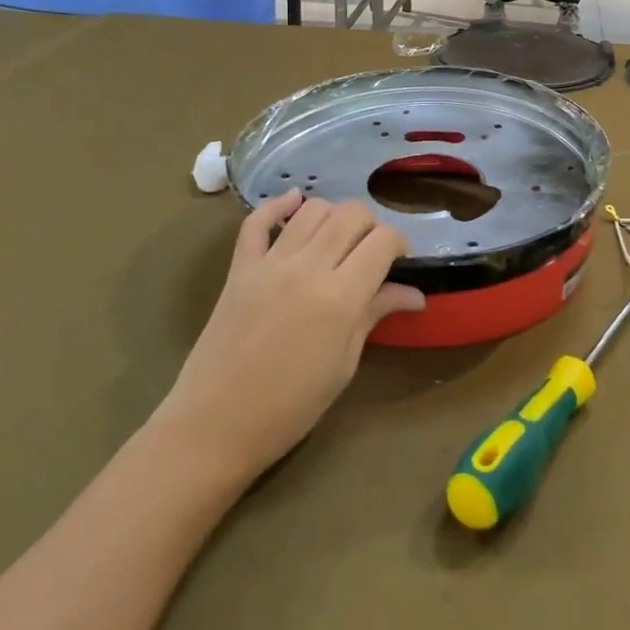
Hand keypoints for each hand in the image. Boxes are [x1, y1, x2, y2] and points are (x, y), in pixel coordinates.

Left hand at [151, 190, 422, 481]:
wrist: (214, 426)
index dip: (399, 244)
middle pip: (352, 215)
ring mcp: (270, 263)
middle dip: (372, 226)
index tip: (400, 262)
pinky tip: (294, 203)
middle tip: (371, 253)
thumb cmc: (290, 407)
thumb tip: (415, 294)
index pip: (383, 240)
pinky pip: (257, 221)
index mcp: (341, 297)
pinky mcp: (240, 267)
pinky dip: (278, 205)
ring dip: (334, 216)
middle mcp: (308, 268)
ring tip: (337, 240)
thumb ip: (375, 314)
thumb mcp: (343, 364)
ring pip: (313, 210)